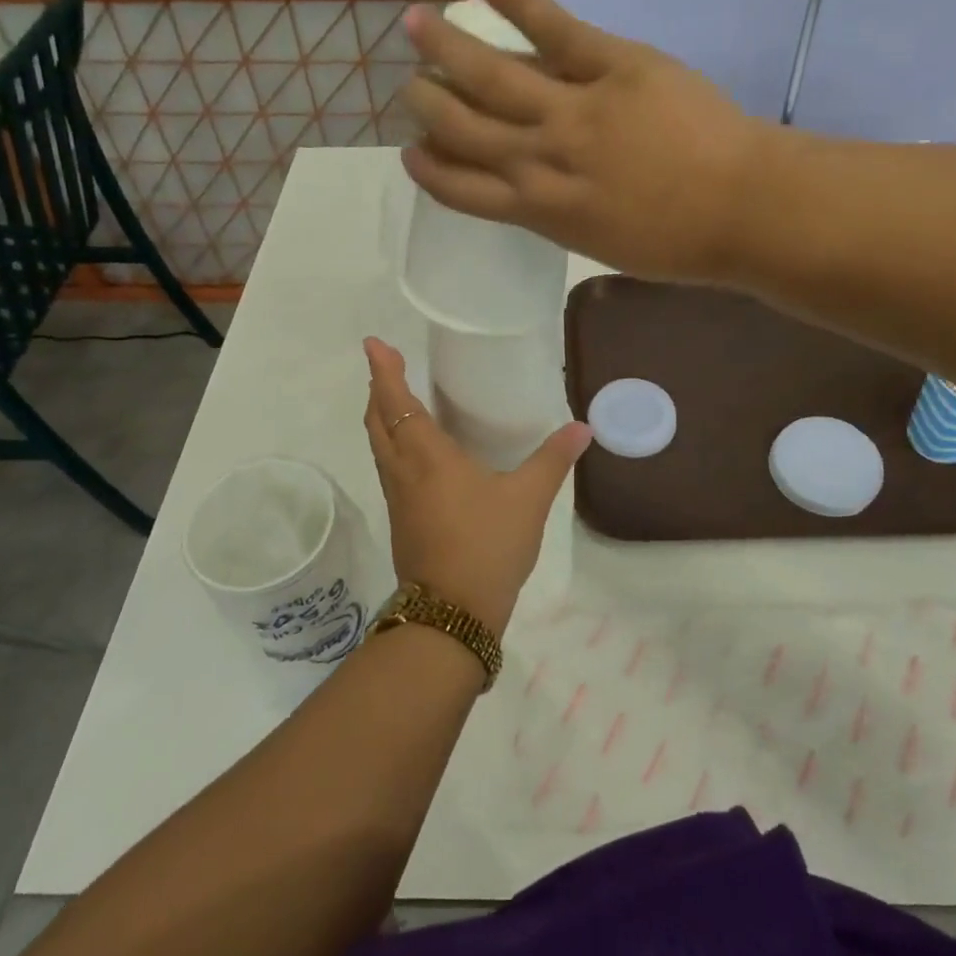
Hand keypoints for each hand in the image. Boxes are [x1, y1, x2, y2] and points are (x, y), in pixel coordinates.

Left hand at [362, 337, 589, 636]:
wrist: (453, 612)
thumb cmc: (487, 545)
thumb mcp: (529, 499)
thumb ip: (553, 460)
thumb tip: (582, 428)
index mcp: (427, 456)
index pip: (397, 403)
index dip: (384, 372)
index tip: (374, 344)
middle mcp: (403, 471)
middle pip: (377, 421)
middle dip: (378, 389)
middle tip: (387, 364)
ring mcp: (398, 497)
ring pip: (379, 445)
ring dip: (381, 416)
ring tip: (396, 398)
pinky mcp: (402, 519)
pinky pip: (388, 466)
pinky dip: (392, 442)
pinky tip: (415, 450)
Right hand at [400, 0, 779, 282]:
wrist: (743, 209)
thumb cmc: (678, 244)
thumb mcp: (603, 246)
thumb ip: (561, 213)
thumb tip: (534, 183)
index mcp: (541, 211)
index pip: (463, 190)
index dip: (430, 170)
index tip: (412, 152)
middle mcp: (541, 160)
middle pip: (463, 129)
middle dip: (427, 105)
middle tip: (410, 86)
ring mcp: (573, 110)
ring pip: (491, 76)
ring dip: (446, 48)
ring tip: (415, 24)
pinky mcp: (611, 65)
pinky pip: (552, 26)